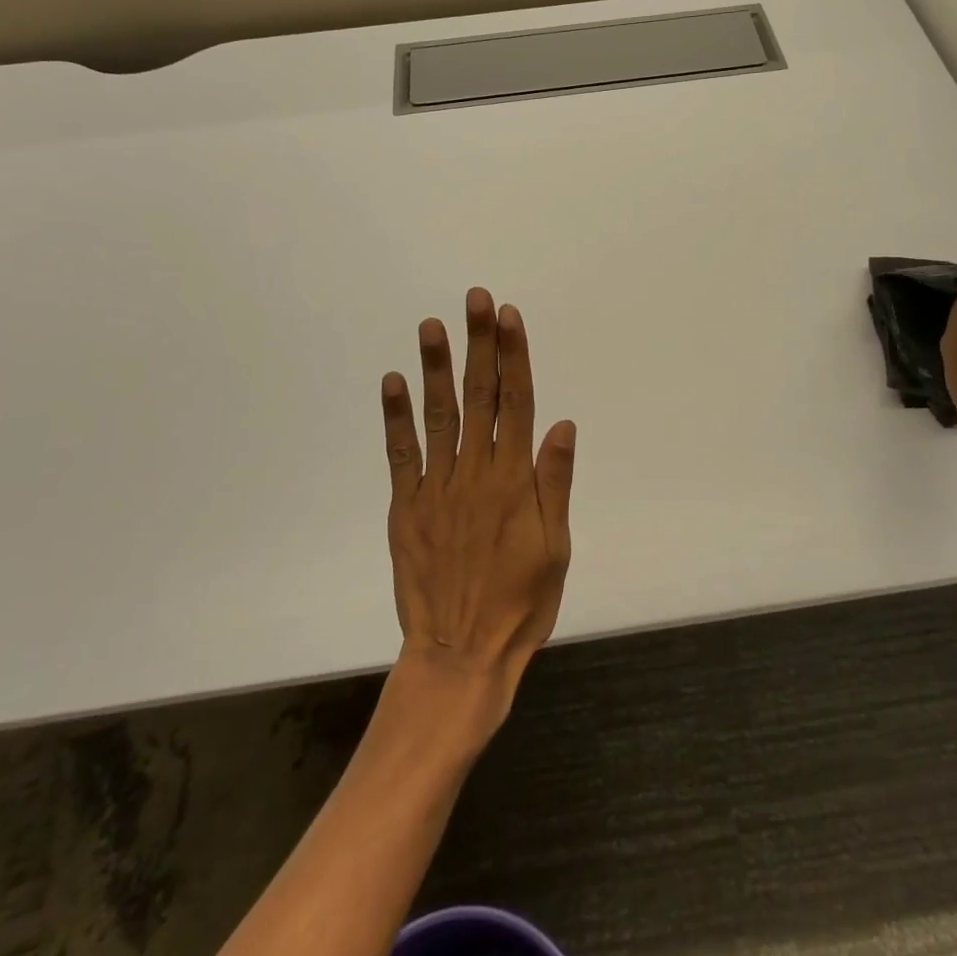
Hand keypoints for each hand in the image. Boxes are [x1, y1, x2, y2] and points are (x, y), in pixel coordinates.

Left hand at [379, 289, 575, 723]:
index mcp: (514, 481)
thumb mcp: (556, 548)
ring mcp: (437, 488)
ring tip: (432, 325)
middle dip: (480, 344)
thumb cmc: (521, 604)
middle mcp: (475, 473)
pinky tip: (394, 382)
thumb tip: (561, 423)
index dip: (514, 356)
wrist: (460, 655)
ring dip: (436, 368)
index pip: (517, 403)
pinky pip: (401, 455)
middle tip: (476, 300)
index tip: (509, 317)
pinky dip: (396, 417)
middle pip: (480, 397)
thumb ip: (554, 482)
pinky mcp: (407, 507)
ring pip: (439, 416)